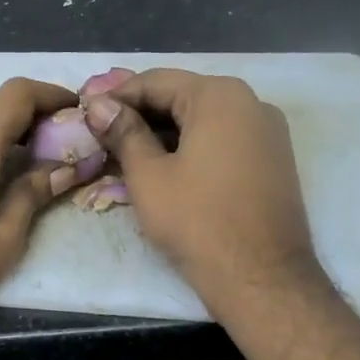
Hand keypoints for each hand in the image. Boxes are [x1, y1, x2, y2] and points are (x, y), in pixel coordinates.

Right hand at [83, 69, 322, 316]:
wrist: (261, 278)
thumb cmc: (197, 222)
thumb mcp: (148, 175)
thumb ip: (123, 133)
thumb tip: (99, 106)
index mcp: (219, 97)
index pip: (156, 81)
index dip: (116, 97)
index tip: (86, 114)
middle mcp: (251, 102)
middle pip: (182, 96)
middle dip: (140, 114)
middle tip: (102, 135)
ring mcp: (268, 132)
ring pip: (203, 119)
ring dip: (164, 131)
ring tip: (126, 153)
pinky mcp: (273, 160)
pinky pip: (223, 139)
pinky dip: (191, 145)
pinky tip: (163, 166)